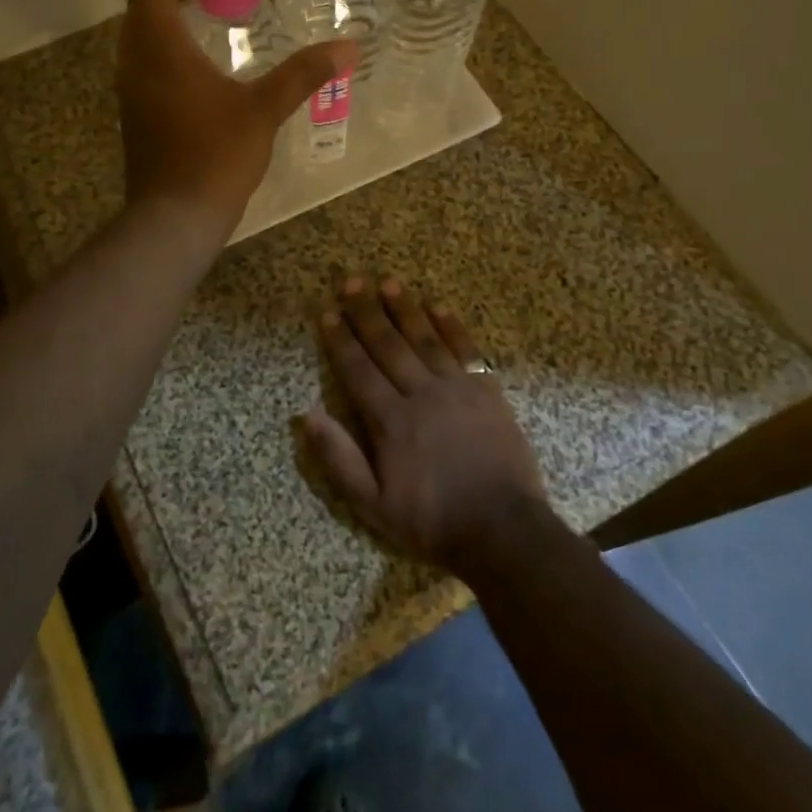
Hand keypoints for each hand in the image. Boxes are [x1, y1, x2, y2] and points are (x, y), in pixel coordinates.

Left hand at [118, 0, 354, 235]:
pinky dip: (164, 66)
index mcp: (162, 51)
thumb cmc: (217, 155)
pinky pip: (142, 77)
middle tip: (216, 10)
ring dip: (167, 36)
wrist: (175, 217)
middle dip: (173, 3)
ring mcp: (129, 98)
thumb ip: (303, 74)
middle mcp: (136, 67)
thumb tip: (348, 47)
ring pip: (137, 48)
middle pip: (140, 15)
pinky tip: (201, 89)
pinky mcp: (133, 123)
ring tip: (211, 44)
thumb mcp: (265, 110)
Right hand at [303, 274, 548, 576]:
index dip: (341, 340)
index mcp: (390, 421)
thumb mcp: (374, 505)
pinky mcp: (487, 392)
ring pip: (425, 340)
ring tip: (389, 282)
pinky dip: (452, 327)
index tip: (328, 313)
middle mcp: (421, 394)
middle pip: (388, 345)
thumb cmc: (432, 520)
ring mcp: (457, 389)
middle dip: (367, 312)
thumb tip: (307, 415)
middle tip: (353, 282)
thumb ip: (340, 459)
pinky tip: (440, 307)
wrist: (503, 530)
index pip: (358, 370)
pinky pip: (466, 351)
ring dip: (406, 309)